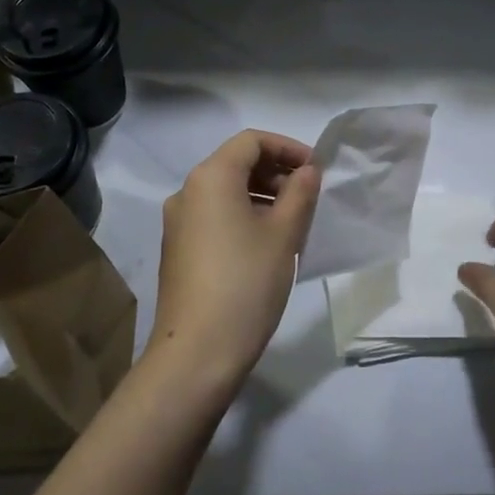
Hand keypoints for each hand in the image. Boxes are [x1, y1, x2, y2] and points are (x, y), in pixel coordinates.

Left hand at [151, 131, 320, 385]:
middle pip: (236, 163)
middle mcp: (187, 192)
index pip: (251, 141)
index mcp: (210, 178)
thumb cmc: (246, 283)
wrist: (197, 353)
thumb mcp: (284, 234)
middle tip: (309, 196)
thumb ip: (300, 193)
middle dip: (276, 172)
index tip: (316, 169)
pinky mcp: (178, 250)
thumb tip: (307, 171)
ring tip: (293, 221)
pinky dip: (243, 216)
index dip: (287, 147)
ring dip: (261, 195)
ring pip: (225, 192)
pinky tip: (267, 244)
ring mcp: (178, 223)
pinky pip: (214, 216)